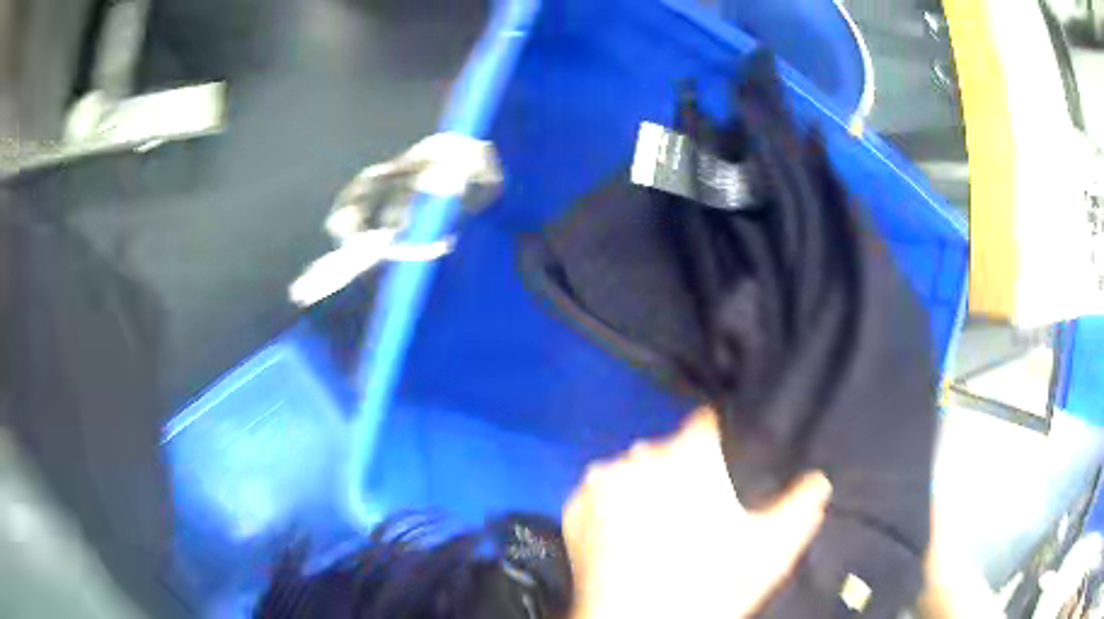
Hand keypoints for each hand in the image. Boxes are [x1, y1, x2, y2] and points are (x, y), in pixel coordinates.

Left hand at [562, 409, 831, 618]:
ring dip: (648, 488)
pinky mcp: (576, 507)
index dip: (721, 441)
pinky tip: (628, 538)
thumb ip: (802, 506)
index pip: (709, 422)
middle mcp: (641, 457)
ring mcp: (602, 482)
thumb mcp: (770, 549)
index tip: (725, 464)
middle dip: (684, 471)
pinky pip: (603, 493)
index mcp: (690, 455)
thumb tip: (818, 481)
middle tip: (696, 513)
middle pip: (670, 449)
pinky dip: (615, 507)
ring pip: (635, 470)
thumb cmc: (708, 586)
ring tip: (661, 531)